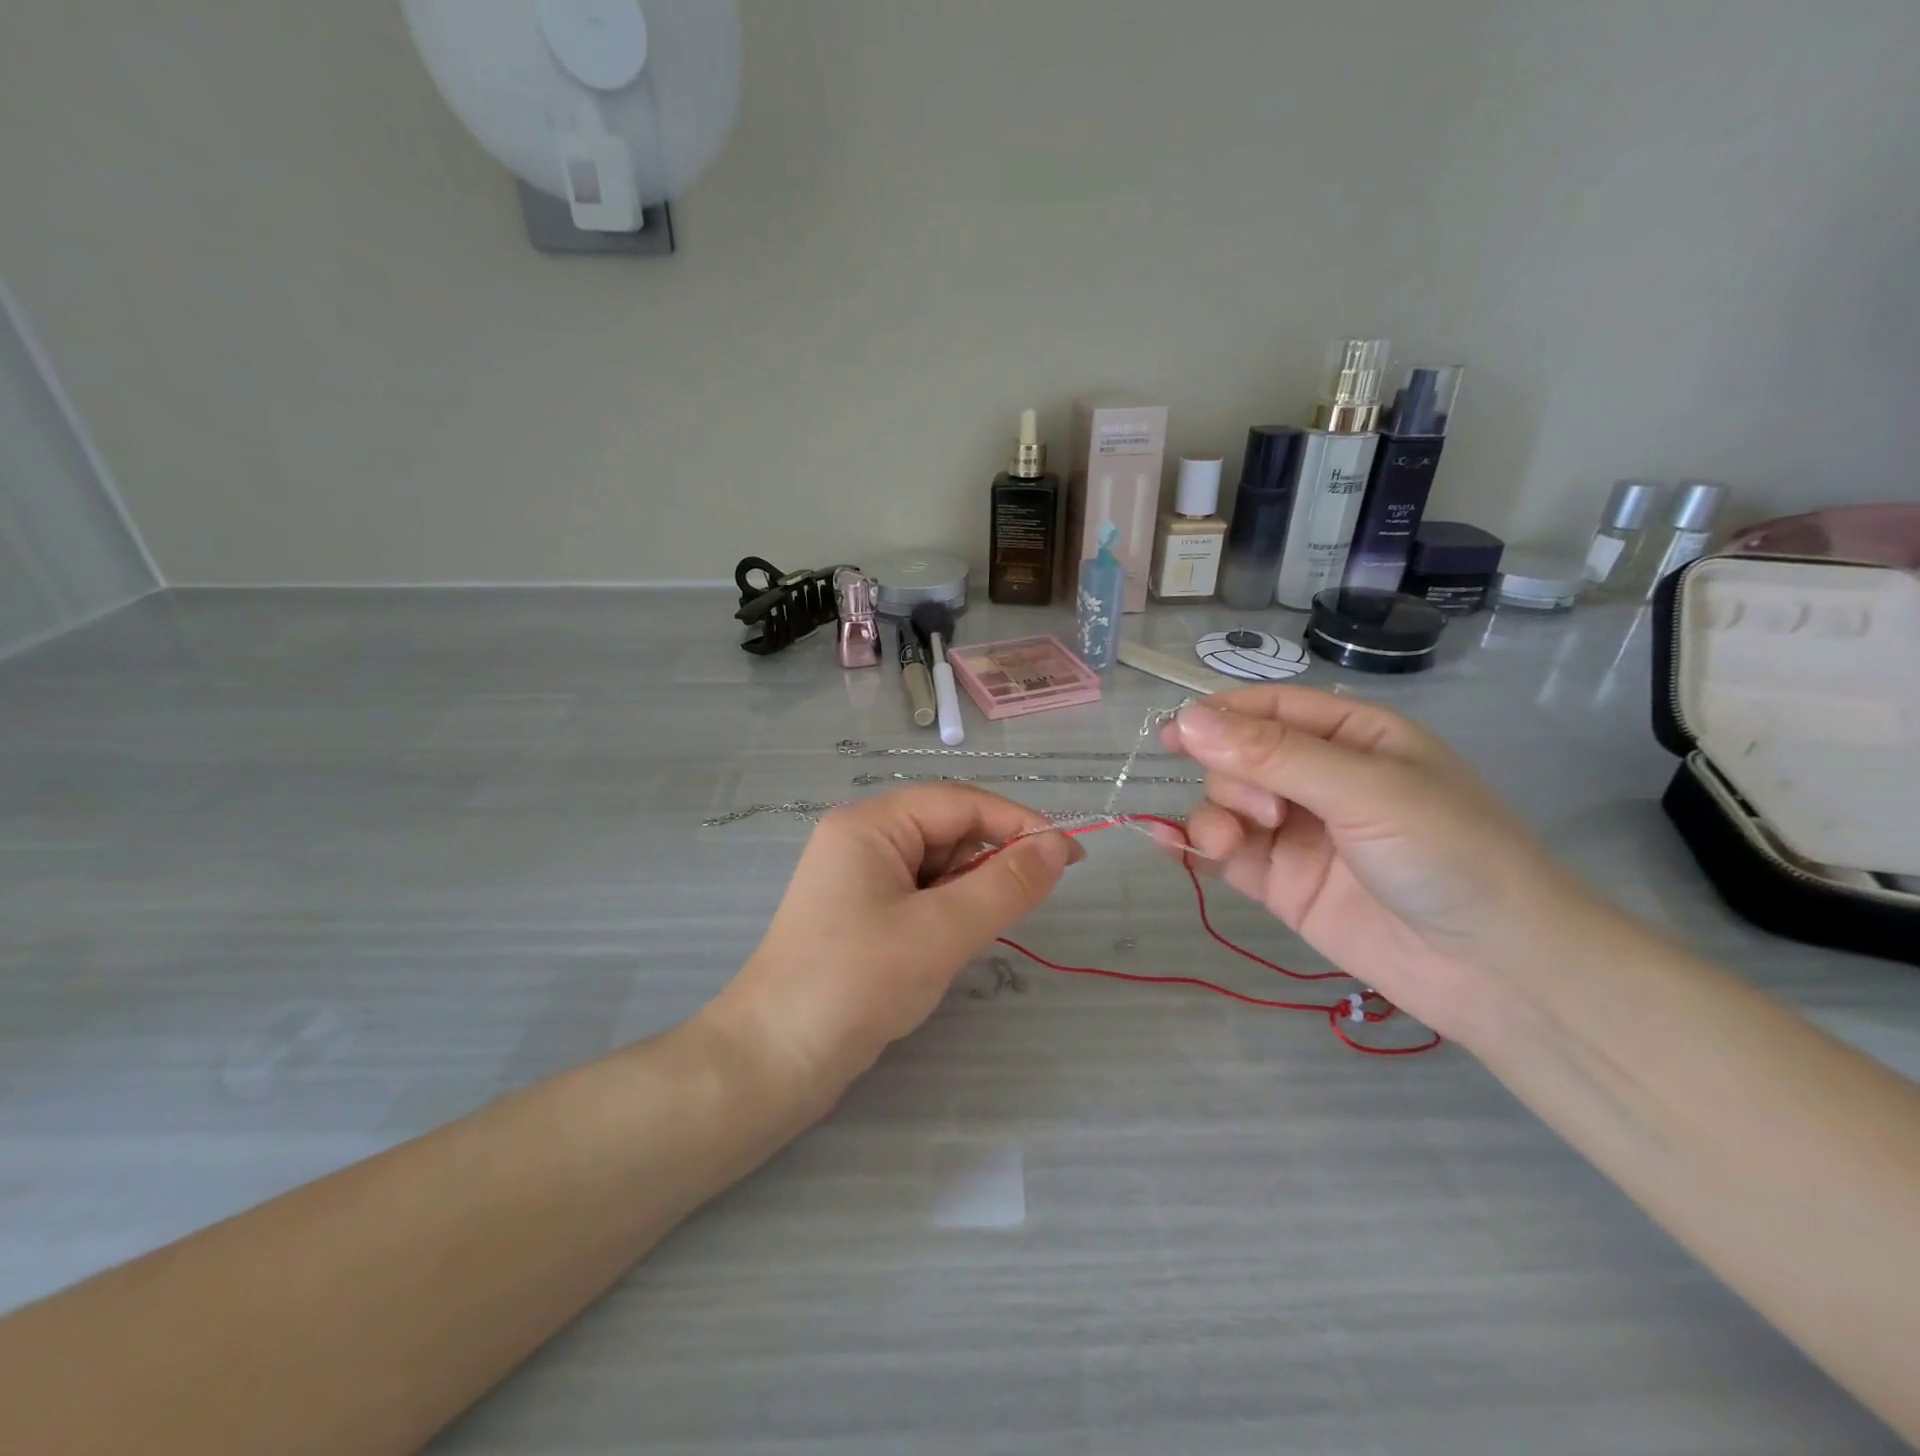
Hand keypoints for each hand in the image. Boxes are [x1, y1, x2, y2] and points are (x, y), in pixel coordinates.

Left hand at [708, 786, 1079, 1091]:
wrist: (773, 1061)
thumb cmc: (856, 984)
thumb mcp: (941, 932)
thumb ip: (1006, 885)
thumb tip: (1058, 846)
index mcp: (870, 823)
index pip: (960, 801)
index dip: (1019, 823)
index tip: (1071, 856)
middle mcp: (861, 838)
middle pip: (947, 829)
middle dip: (990, 861)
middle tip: (1022, 905)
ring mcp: (857, 877)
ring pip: (937, 866)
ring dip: (968, 892)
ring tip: (967, 937)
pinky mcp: (859, 913)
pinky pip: (920, 895)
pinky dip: (946, 913)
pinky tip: (946, 946)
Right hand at [1161, 687, 1622, 1040]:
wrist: (1498, 971)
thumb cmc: (1449, 855)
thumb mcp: (1365, 791)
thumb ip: (1273, 756)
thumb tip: (1186, 719)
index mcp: (1352, 736)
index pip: (1269, 709)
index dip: (1218, 716)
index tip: (1171, 733)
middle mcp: (1320, 778)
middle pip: (1239, 757)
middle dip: (1231, 778)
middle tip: (1262, 813)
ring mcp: (1297, 832)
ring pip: (1226, 804)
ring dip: (1212, 817)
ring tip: (1225, 845)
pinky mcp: (1282, 881)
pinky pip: (1224, 852)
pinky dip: (1194, 846)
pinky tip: (1168, 844)